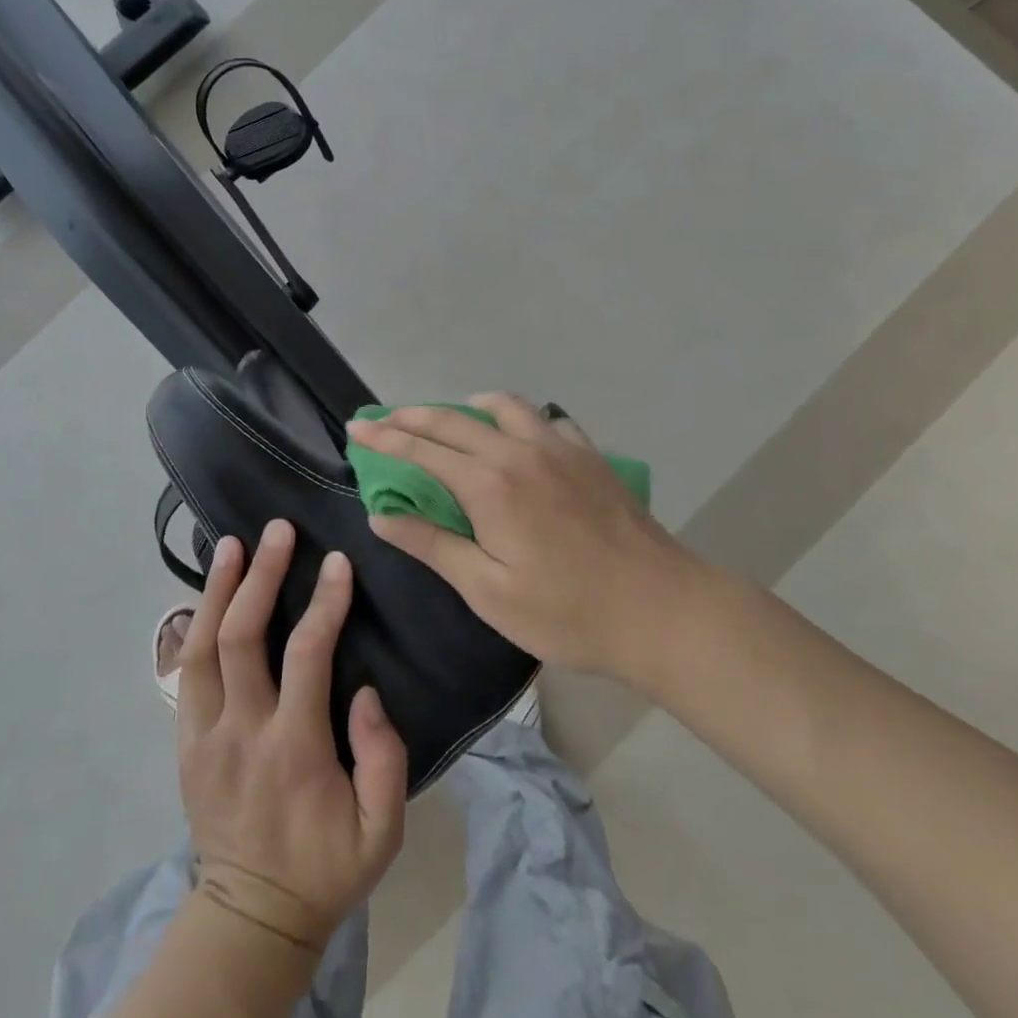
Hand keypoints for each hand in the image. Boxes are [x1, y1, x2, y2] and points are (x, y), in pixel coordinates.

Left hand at [176, 520, 407, 953]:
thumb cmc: (326, 866)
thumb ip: (384, 758)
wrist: (252, 917)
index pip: (306, 655)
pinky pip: (185, 671)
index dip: (324, 603)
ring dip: (218, 589)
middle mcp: (241, 731)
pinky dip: (195, 624)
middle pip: (241, 636)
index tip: (337, 562)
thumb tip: (365, 690)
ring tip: (232, 544)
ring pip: (201, 646)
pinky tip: (208, 593)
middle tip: (278, 530)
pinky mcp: (185, 741)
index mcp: (293, 749)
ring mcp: (204, 734)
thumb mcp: (382, 831)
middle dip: (261, 575)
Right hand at [347, 392, 701, 683]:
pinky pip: (545, 419)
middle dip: (411, 416)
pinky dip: (518, 420)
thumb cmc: (568, 611)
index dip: (384, 438)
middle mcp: (519, 451)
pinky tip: (519, 440)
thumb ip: (433, 546)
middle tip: (383, 418)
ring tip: (449, 423)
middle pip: (453, 419)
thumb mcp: (488, 591)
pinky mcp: (589, 454)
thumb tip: (382, 516)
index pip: (421, 450)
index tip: (355, 428)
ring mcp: (559, 446)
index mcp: (489, 484)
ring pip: (503, 406)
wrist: (661, 610)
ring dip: (466, 408)